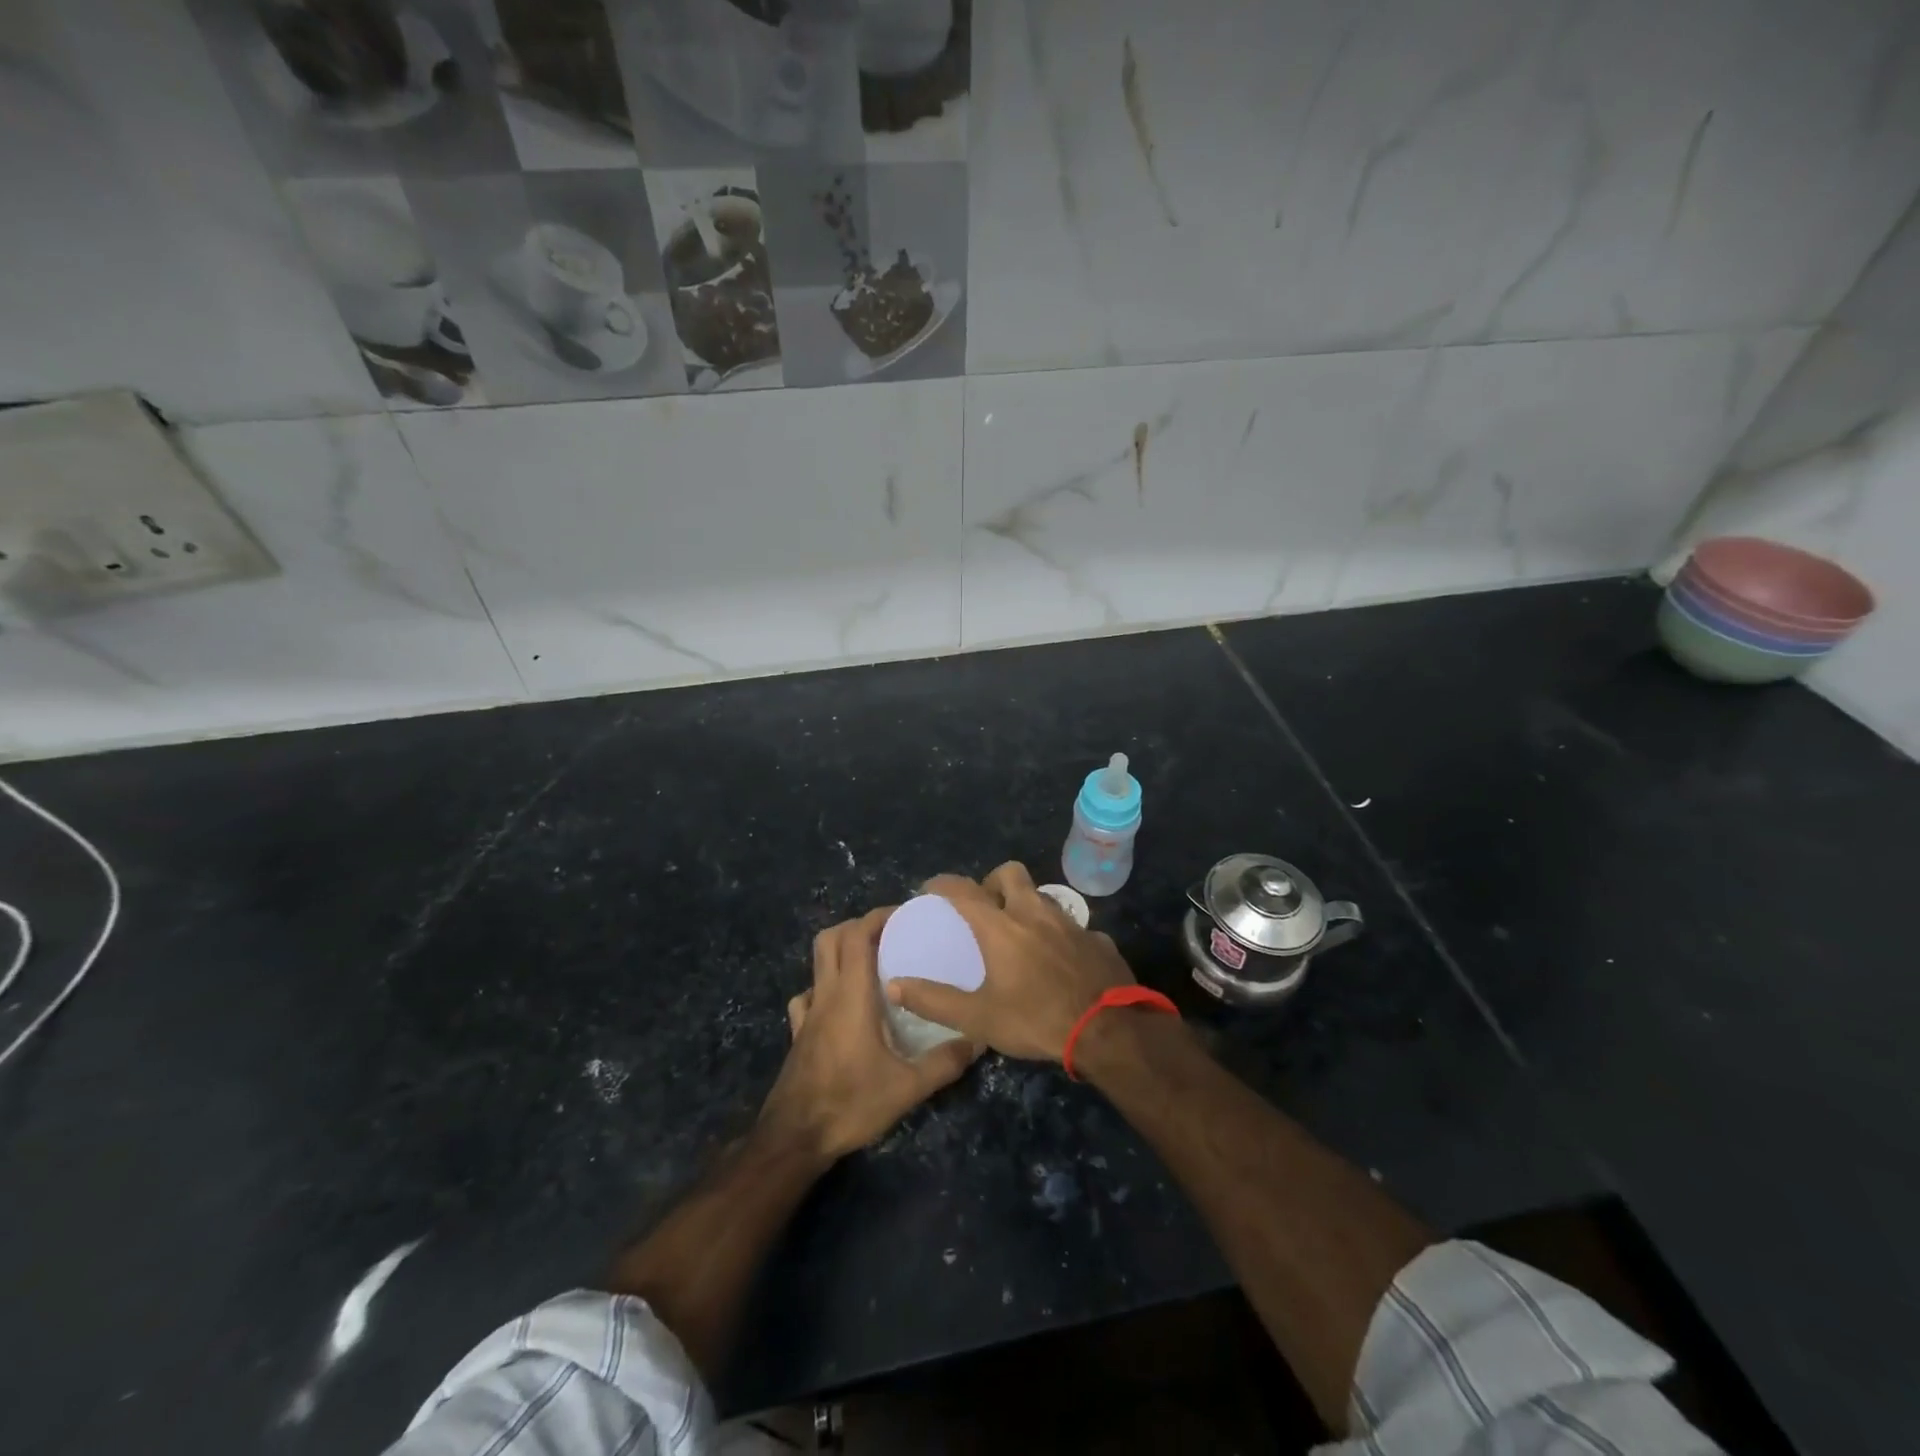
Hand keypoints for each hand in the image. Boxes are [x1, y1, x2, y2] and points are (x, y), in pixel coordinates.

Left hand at [759, 908, 978, 1158]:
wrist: (794, 1138)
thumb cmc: (850, 1103)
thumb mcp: (907, 1088)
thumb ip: (944, 1063)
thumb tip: (977, 1040)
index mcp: (851, 995)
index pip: (856, 935)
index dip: (878, 917)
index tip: (905, 916)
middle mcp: (826, 995)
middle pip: (830, 938)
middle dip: (858, 927)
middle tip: (889, 936)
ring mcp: (807, 1014)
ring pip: (816, 964)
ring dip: (840, 952)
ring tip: (870, 964)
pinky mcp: (798, 1035)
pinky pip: (807, 997)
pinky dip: (822, 988)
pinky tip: (839, 1004)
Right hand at [884, 862, 1134, 1062]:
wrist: (1109, 1031)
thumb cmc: (1037, 1020)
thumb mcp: (978, 1018)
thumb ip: (935, 1000)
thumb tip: (895, 986)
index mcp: (1002, 927)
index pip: (964, 890)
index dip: (944, 883)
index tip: (931, 887)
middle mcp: (1035, 913)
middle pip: (1011, 873)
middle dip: (993, 881)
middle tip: (985, 907)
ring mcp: (1071, 923)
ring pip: (1043, 897)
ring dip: (1027, 906)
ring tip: (1020, 935)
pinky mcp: (1097, 939)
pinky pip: (1073, 927)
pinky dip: (1060, 936)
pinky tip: (1060, 961)